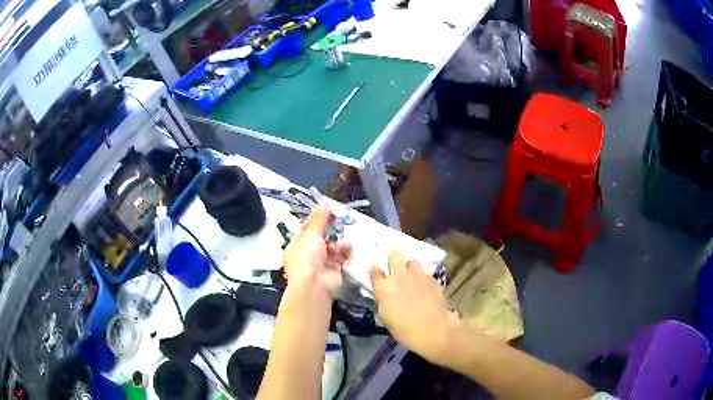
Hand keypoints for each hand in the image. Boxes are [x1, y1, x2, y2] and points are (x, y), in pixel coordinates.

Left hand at [283, 204, 351, 297]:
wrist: (315, 286)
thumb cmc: (307, 258)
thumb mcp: (311, 235)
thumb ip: (319, 219)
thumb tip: (324, 202)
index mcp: (297, 245)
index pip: (307, 228)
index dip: (317, 218)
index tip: (329, 209)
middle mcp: (308, 253)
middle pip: (320, 237)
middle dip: (329, 229)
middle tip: (340, 218)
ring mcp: (321, 262)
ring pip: (331, 247)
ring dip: (337, 241)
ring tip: (341, 239)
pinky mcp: (334, 270)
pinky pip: (340, 257)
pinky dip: (344, 251)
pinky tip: (347, 247)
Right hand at [370, 249, 461, 365]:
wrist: (434, 328)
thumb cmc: (404, 329)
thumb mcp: (386, 317)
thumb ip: (383, 299)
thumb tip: (383, 291)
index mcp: (384, 287)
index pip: (375, 272)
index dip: (376, 271)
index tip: (377, 272)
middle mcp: (399, 275)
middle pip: (394, 255)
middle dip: (394, 256)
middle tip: (395, 261)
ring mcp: (417, 274)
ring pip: (412, 261)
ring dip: (410, 267)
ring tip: (412, 275)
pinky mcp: (431, 278)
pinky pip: (424, 272)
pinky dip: (422, 276)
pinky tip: (425, 285)